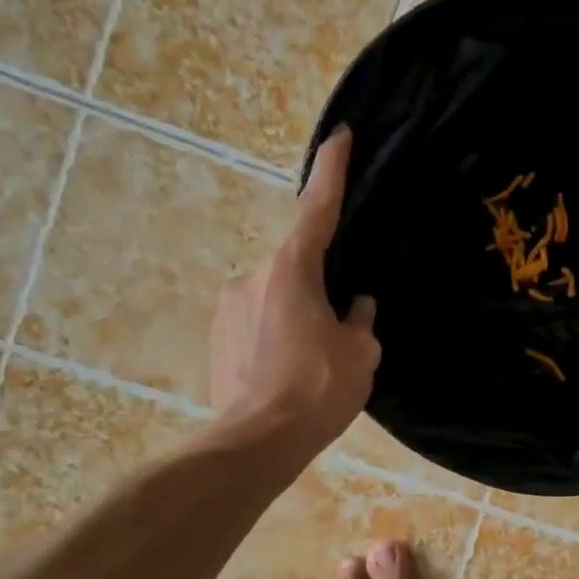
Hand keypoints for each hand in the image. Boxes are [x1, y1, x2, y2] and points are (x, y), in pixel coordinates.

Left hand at [209, 127, 379, 457]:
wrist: (256, 442)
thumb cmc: (316, 390)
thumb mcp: (360, 353)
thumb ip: (360, 320)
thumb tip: (355, 306)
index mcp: (292, 269)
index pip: (318, 207)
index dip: (332, 170)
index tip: (339, 136)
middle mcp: (254, 276)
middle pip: (298, 265)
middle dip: (322, 287)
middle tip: (343, 328)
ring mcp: (230, 306)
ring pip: (278, 297)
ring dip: (299, 316)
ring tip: (315, 362)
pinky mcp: (217, 336)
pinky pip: (258, 322)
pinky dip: (278, 336)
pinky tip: (290, 372)